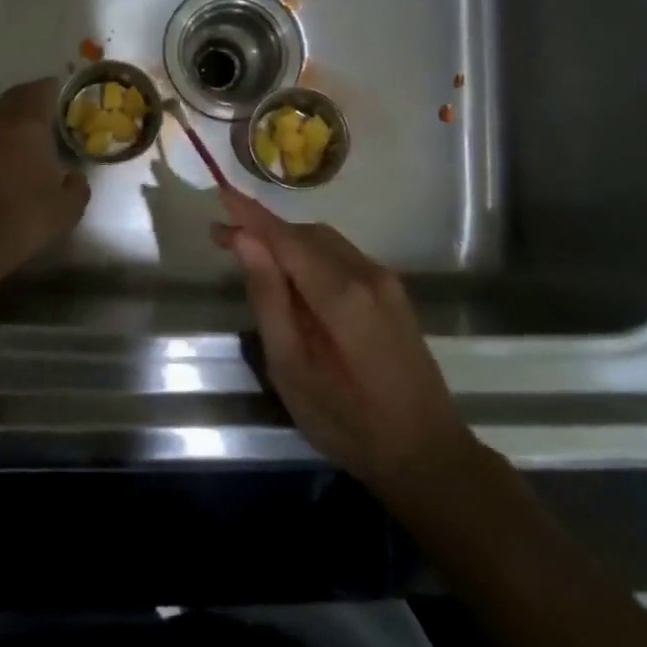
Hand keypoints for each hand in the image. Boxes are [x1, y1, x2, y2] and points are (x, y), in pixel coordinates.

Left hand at [0, 77, 90, 270]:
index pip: (40, 90)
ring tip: (29, 134)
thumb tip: (76, 177)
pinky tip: (8, 159)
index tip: (64, 92)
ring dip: (10, 121)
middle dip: (30, 99)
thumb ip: (77, 186)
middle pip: (13, 98)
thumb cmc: (26, 213)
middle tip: (47, 108)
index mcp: (28, 123)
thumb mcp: (67, 206)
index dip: (53, 88)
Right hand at [213, 190, 471, 495]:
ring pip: (326, 243)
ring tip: (252, 257)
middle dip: (264, 230)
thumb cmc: (348, 421)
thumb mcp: (291, 367)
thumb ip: (268, 298)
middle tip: (224, 240)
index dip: (250, 214)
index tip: (219, 192)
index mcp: (341, 292)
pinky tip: (294, 278)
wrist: (427, 454)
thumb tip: (244, 240)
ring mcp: (386, 282)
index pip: (286, 237)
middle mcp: (367, 273)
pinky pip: (343, 258)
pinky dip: (311, 256)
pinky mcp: (394, 294)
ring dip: (287, 242)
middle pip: (307, 235)